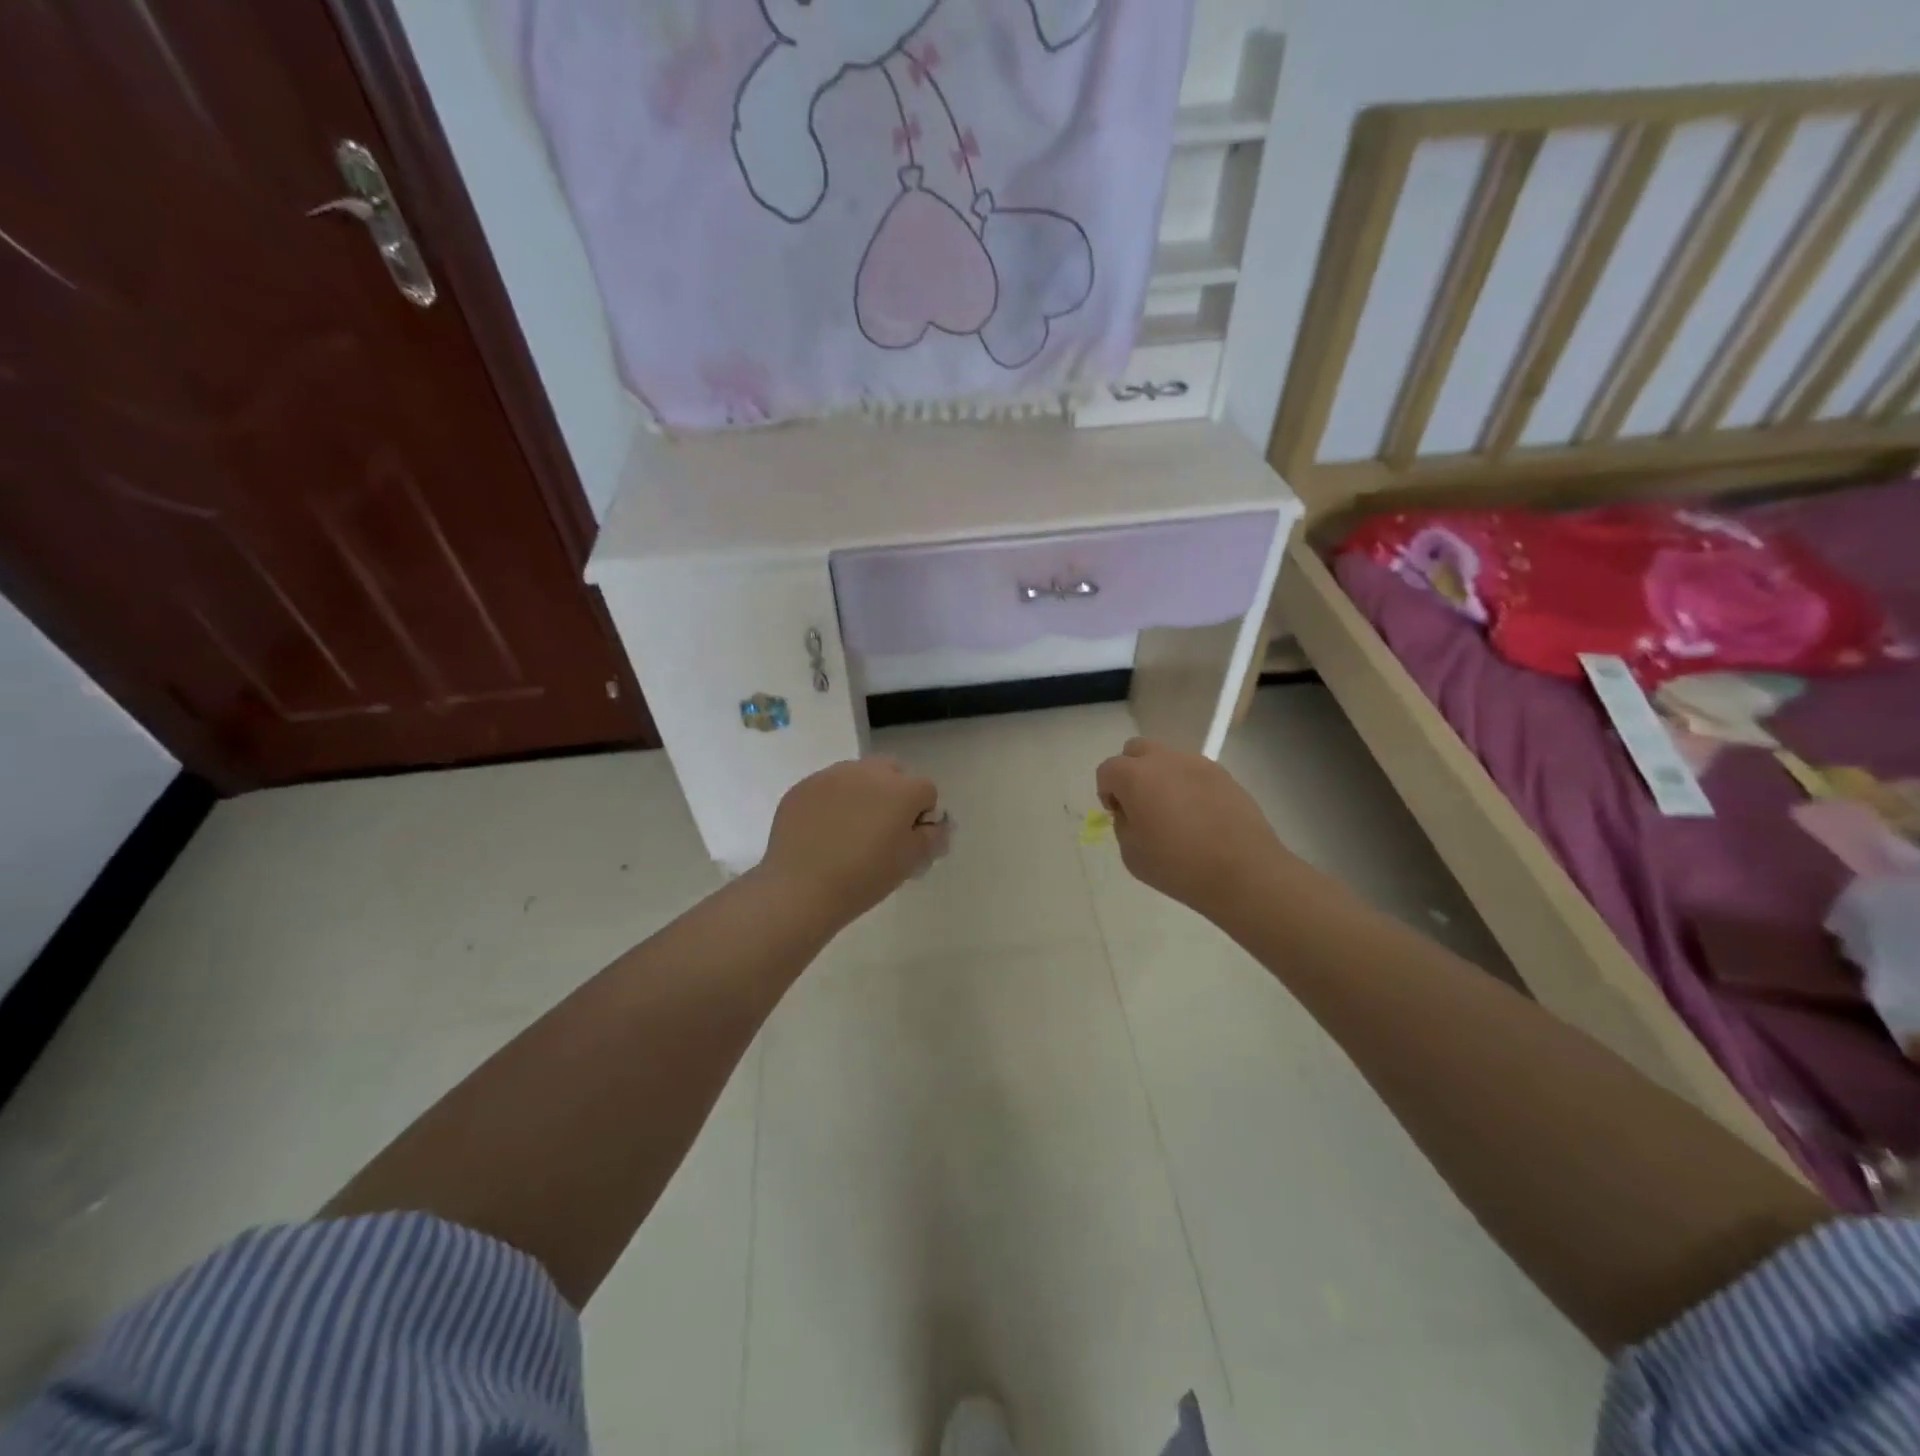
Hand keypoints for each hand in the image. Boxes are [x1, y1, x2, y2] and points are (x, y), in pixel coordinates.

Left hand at [760, 757, 949, 928]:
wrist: (800, 888)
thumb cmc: (863, 878)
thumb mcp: (909, 862)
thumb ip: (931, 837)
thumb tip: (934, 825)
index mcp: (902, 789)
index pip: (926, 791)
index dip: (921, 815)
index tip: (908, 840)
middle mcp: (869, 772)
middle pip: (892, 772)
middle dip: (893, 793)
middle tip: (881, 829)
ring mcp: (832, 775)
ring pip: (858, 775)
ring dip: (862, 794)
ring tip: (847, 830)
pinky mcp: (803, 786)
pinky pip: (827, 787)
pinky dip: (831, 802)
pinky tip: (821, 832)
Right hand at [1095, 738, 1288, 921]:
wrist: (1243, 872)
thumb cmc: (1178, 866)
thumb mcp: (1131, 854)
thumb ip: (1123, 824)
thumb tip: (1132, 811)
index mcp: (1136, 776)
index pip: (1107, 770)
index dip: (1106, 791)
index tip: (1118, 814)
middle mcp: (1165, 760)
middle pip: (1136, 749)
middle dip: (1131, 771)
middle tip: (1140, 804)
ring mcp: (1198, 764)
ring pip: (1168, 759)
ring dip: (1162, 777)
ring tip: (1174, 812)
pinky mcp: (1224, 775)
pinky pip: (1195, 773)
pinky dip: (1189, 786)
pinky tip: (1199, 816)